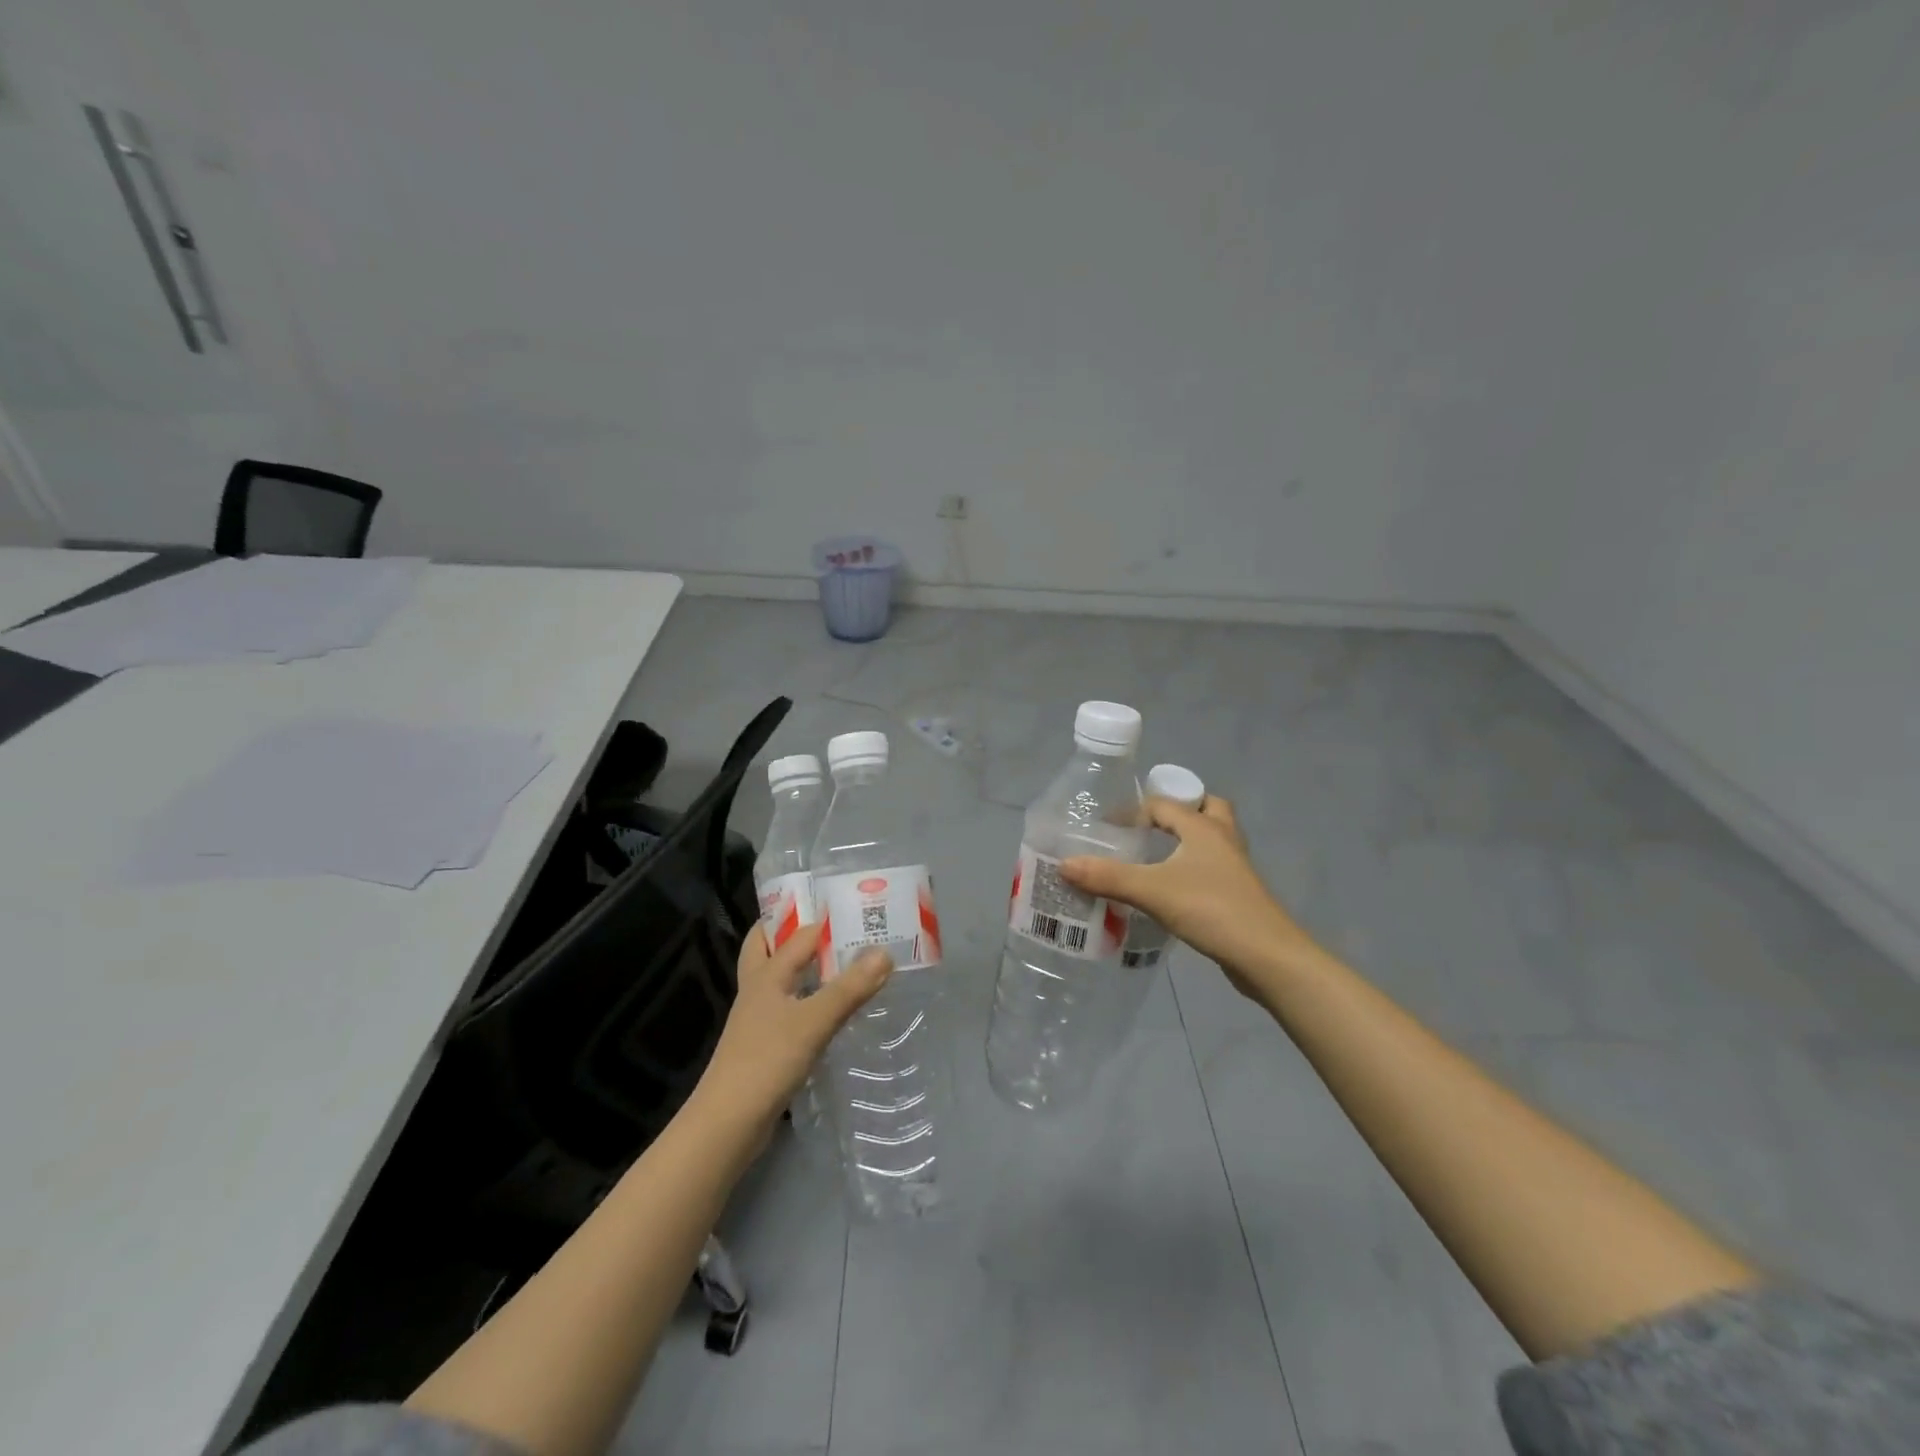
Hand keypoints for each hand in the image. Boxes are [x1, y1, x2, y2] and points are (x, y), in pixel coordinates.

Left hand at [697, 922, 890, 1129]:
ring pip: (779, 980)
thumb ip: (849, 987)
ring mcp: (758, 1020)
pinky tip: (829, 1009)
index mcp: (765, 975)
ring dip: (802, 966)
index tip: (853, 904)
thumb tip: (884, 952)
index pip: (795, 934)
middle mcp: (758, 990)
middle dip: (791, 931)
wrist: (727, 1124)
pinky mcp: (765, 1046)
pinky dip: (807, 1000)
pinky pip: (788, 1010)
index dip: (821, 917)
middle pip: (767, 948)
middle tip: (829, 922)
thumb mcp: (814, 1021)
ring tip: (839, 960)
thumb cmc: (767, 1061)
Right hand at [1061, 794, 1314, 1001]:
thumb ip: (1108, 876)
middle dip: (1179, 812)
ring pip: (1213, 839)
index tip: (1108, 828)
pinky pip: (1214, 867)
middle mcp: (1223, 838)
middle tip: (1148, 828)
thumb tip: (1065, 863)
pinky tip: (1172, 889)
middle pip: (1205, 808)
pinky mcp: (1239, 894)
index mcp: (1203, 827)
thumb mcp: (1151, 891)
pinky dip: (1194, 868)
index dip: (1135, 810)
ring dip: (1188, 840)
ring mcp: (1235, 867)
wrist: (1266, 956)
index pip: (1164, 804)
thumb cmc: (1211, 910)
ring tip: (1157, 855)